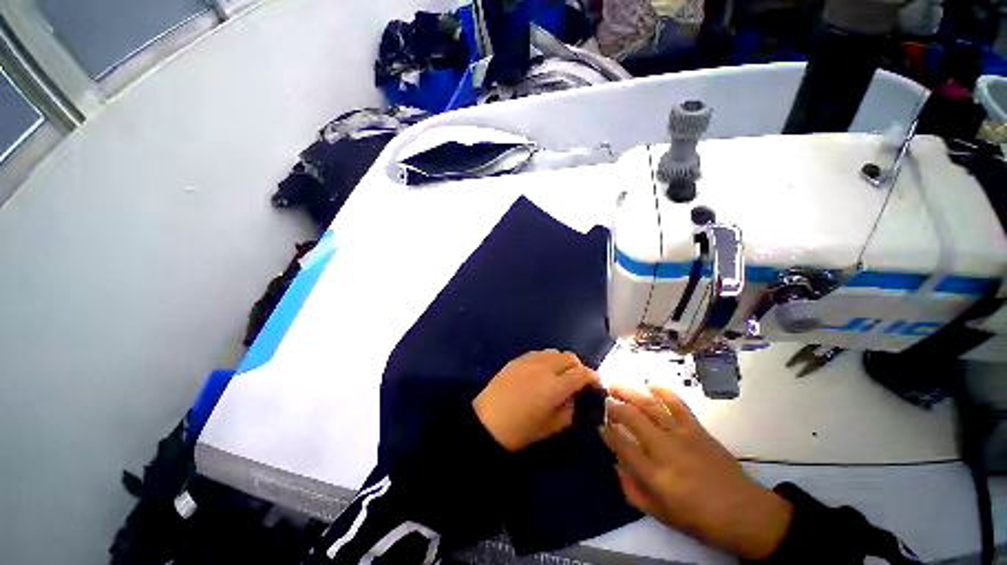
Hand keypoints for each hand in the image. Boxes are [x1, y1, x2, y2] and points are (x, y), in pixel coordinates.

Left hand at [474, 350, 599, 451]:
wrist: (487, 421)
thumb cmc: (521, 430)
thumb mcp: (552, 426)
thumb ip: (569, 409)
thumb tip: (574, 396)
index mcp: (556, 385)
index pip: (582, 373)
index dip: (593, 377)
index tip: (596, 384)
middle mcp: (545, 366)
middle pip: (570, 357)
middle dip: (578, 367)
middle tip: (577, 381)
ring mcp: (530, 360)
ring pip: (554, 352)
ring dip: (562, 361)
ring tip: (560, 375)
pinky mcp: (518, 359)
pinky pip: (539, 353)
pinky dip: (547, 359)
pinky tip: (542, 371)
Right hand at [603, 383, 792, 560]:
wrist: (745, 513)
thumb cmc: (700, 519)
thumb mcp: (661, 515)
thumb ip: (632, 490)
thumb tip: (616, 464)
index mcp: (655, 475)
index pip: (622, 444)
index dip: (607, 433)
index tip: (600, 426)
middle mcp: (664, 449)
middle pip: (632, 418)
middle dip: (614, 407)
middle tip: (605, 401)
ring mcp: (682, 435)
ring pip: (649, 406)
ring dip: (630, 392)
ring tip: (615, 385)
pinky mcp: (698, 429)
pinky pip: (677, 404)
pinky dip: (663, 392)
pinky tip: (651, 384)